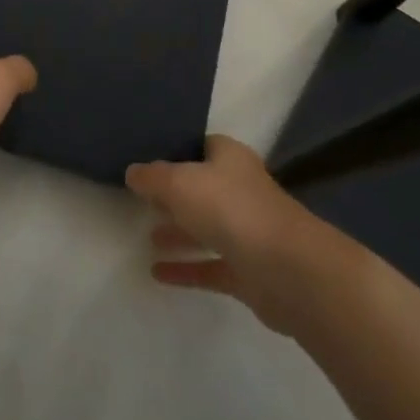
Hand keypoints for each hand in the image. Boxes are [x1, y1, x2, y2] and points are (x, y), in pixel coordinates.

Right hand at [126, 135, 345, 334]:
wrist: (286, 269)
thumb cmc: (231, 209)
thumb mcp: (180, 182)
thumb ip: (153, 177)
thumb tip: (133, 172)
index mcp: (230, 158)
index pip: (202, 146)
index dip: (177, 150)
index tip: (148, 159)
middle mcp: (240, 189)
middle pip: (202, 187)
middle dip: (174, 194)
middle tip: (141, 199)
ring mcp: (246, 231)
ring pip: (206, 227)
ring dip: (179, 232)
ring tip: (146, 236)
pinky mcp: (247, 271)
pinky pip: (209, 266)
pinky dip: (186, 268)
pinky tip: (156, 273)